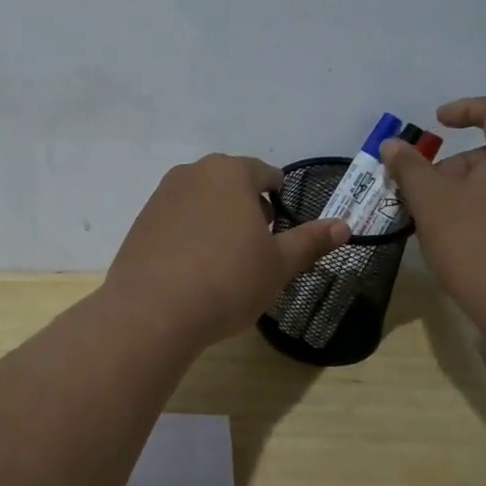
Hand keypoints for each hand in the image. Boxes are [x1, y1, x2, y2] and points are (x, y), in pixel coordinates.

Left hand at [104, 154, 349, 348]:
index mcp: (231, 173)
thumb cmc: (228, 281)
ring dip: (218, 220)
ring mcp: (162, 196)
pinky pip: (176, 220)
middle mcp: (193, 173)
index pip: (266, 174)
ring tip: (225, 262)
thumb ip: (311, 241)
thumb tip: (344, 225)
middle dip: (248, 209)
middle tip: (257, 249)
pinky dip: (190, 236)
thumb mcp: (279, 265)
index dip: (280, 199)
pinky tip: (193, 270)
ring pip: (202, 201)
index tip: (281, 230)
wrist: (153, 312)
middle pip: (231, 184)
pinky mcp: (141, 222)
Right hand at [380, 97, 485, 326]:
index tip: (437, 123)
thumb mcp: (431, 202)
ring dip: (469, 193)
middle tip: (424, 194)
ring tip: (438, 223)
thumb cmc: (476, 244)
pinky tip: (465, 245)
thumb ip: (410, 168)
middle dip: (456, 166)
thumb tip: (394, 144)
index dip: (466, 109)